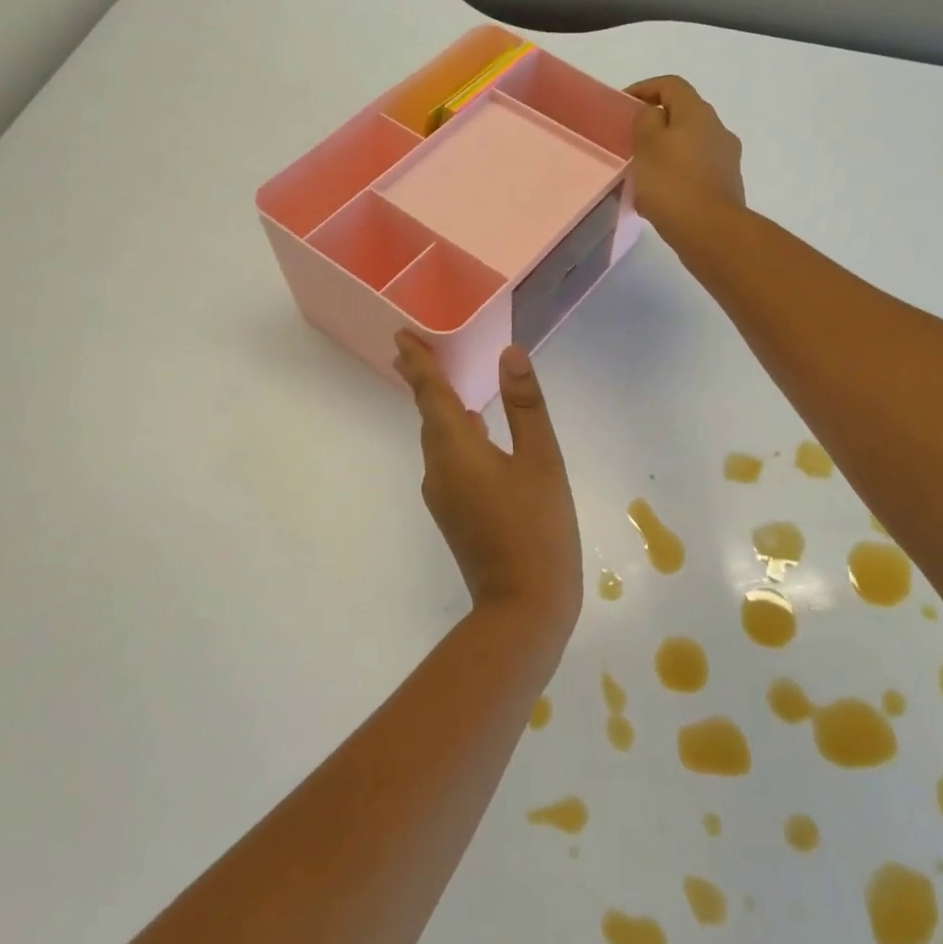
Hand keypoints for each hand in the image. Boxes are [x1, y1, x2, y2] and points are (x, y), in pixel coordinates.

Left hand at [393, 332, 582, 638]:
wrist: (524, 607)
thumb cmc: (537, 527)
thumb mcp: (541, 460)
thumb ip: (525, 405)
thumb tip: (510, 353)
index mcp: (456, 449)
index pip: (430, 395)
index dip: (418, 364)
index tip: (401, 336)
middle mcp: (439, 469)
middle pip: (428, 416)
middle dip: (423, 383)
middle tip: (417, 350)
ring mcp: (444, 495)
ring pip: (439, 440)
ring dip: (440, 409)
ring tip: (448, 384)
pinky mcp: (454, 514)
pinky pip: (449, 460)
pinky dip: (456, 435)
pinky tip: (477, 432)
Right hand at [625, 75, 745, 241]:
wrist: (711, 232)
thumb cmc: (673, 184)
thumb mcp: (647, 145)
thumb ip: (646, 121)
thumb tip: (653, 115)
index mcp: (698, 113)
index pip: (671, 85)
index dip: (644, 88)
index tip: (622, 105)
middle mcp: (718, 130)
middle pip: (683, 116)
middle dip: (655, 125)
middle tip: (630, 142)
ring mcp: (726, 160)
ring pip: (689, 146)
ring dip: (666, 154)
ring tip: (642, 175)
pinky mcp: (726, 187)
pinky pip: (695, 172)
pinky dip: (676, 177)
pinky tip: (659, 199)